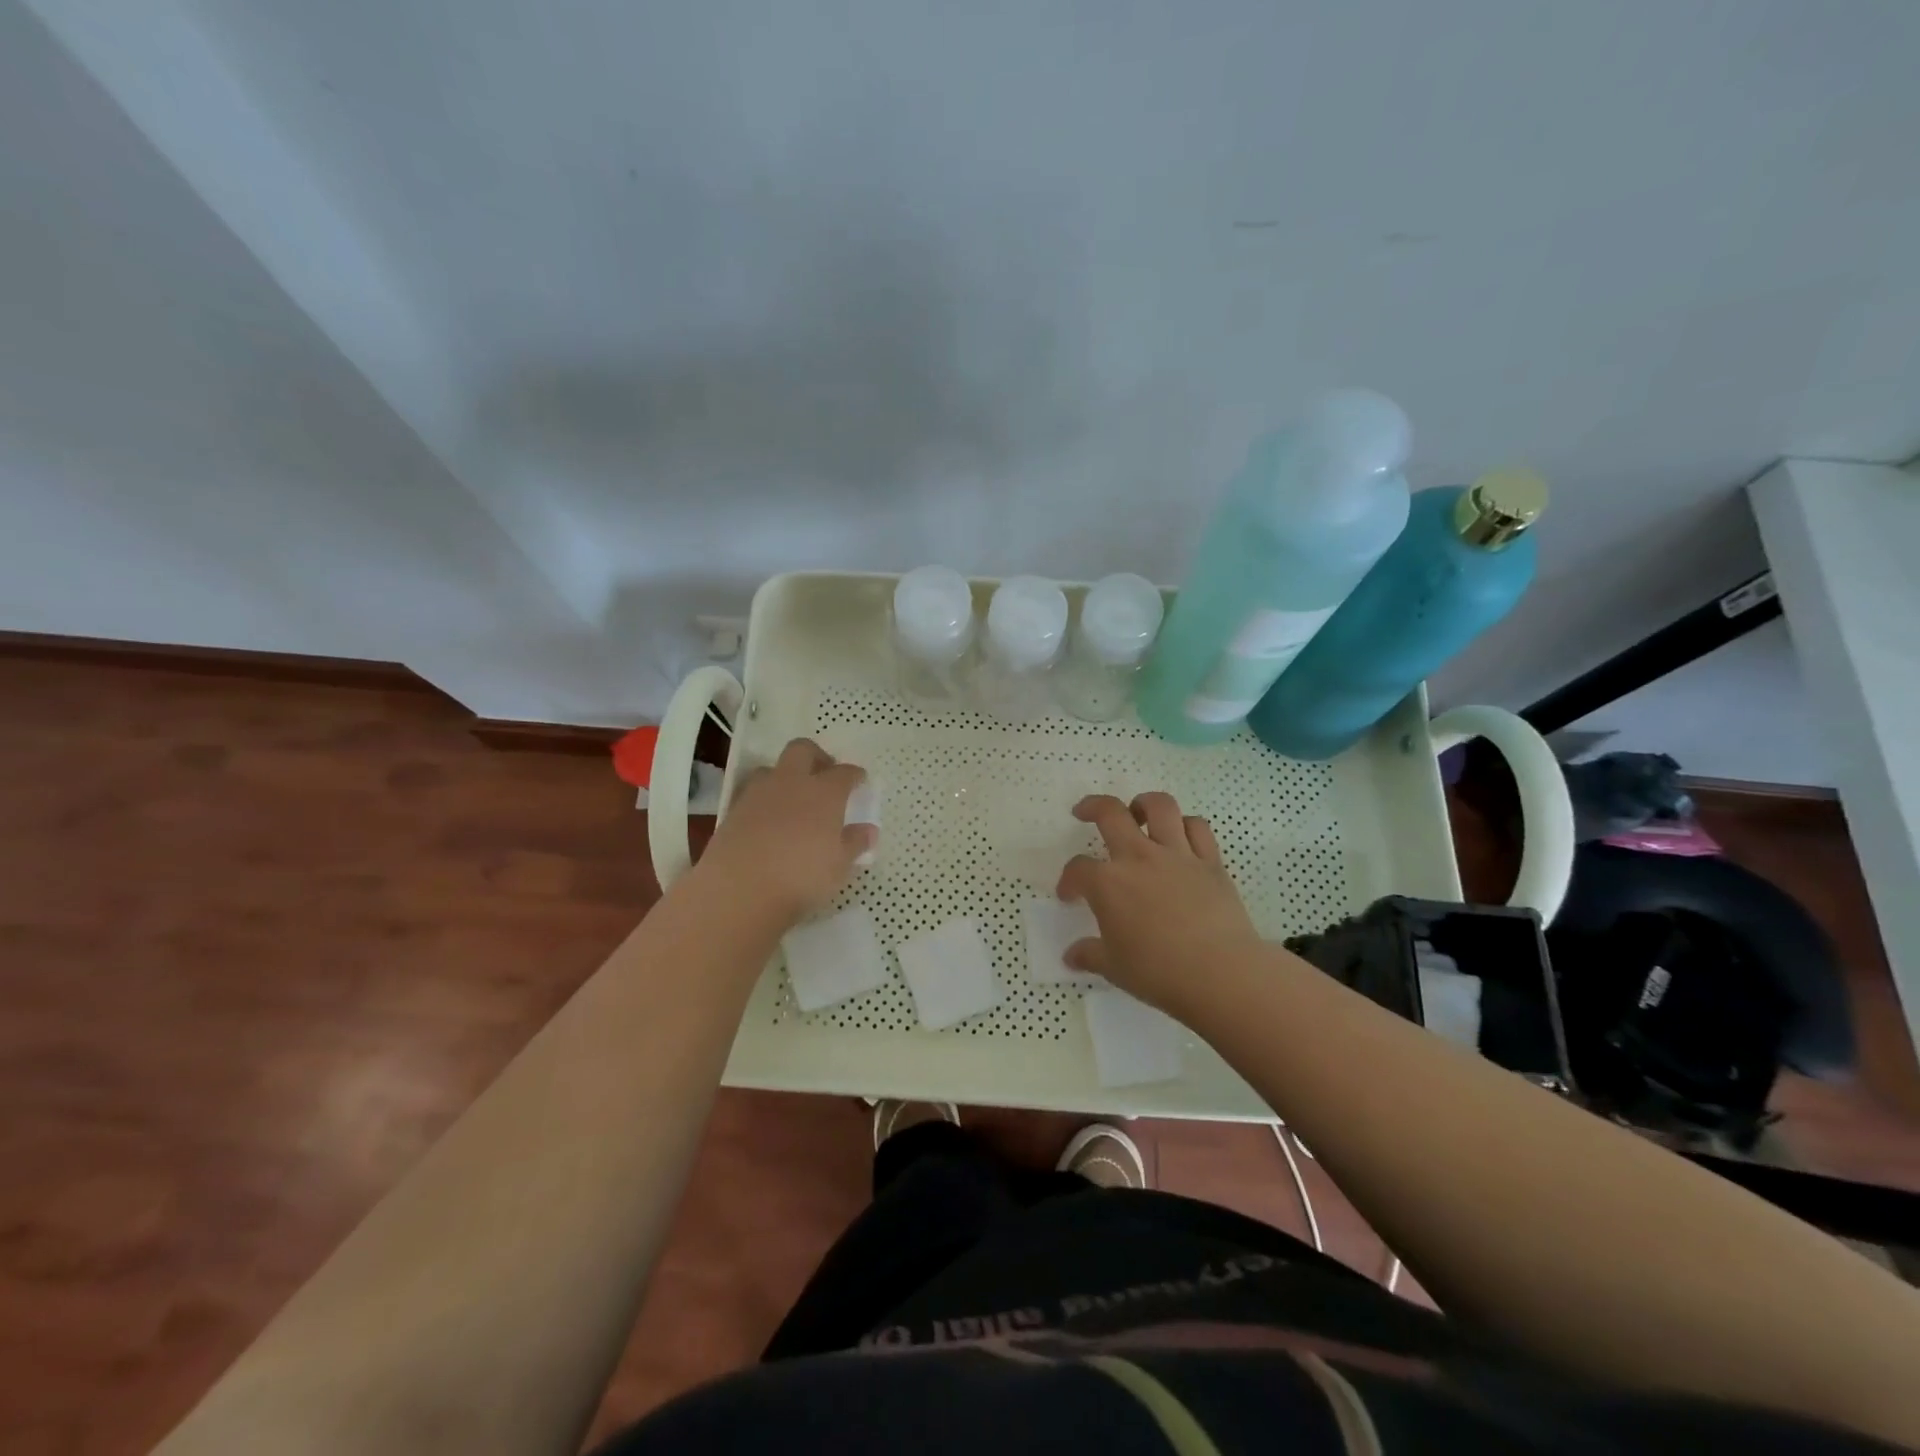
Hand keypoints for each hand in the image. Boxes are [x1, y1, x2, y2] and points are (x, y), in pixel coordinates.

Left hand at [698, 739, 873, 923]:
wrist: (739, 888)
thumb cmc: (802, 876)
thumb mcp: (839, 866)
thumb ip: (855, 843)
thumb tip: (869, 830)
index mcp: (824, 792)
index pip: (844, 773)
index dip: (854, 775)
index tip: (860, 781)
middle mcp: (791, 783)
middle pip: (803, 750)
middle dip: (816, 756)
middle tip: (825, 774)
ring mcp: (758, 794)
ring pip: (772, 768)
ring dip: (785, 776)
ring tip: (793, 797)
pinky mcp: (732, 811)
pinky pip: (752, 793)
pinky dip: (764, 799)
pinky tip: (769, 819)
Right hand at [1056, 792, 1263, 1016]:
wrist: (1221, 973)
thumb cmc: (1159, 972)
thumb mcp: (1114, 968)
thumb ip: (1090, 955)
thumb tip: (1071, 956)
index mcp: (1108, 883)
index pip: (1078, 869)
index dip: (1068, 880)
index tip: (1069, 896)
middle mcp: (1139, 858)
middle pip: (1111, 814)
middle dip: (1092, 807)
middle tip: (1085, 812)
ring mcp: (1177, 855)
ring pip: (1160, 807)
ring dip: (1143, 804)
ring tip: (1138, 812)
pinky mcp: (1211, 863)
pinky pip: (1198, 828)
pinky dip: (1186, 825)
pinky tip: (1180, 835)